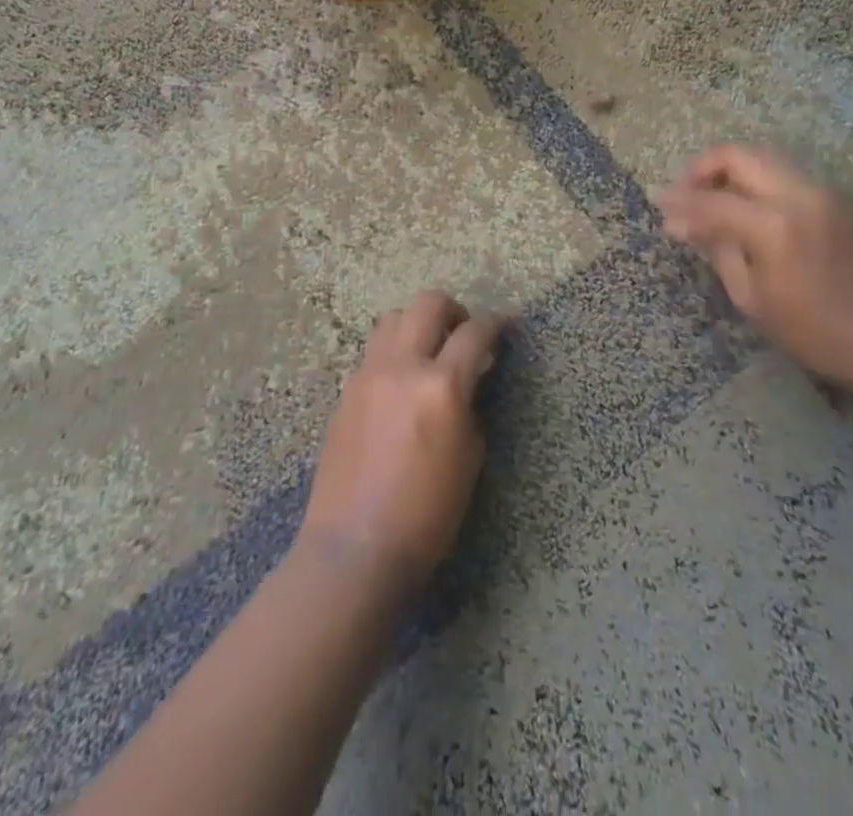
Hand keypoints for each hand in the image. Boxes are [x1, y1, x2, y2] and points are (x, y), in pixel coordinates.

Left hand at [298, 291, 501, 595]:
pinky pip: (375, 351)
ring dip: (418, 323)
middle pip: (428, 304)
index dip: (496, 324)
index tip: (505, 326)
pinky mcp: (347, 390)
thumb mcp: (469, 460)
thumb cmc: (426, 515)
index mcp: (441, 386)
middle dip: (454, 310)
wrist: (354, 548)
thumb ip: (471, 407)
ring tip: (430, 352)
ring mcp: (369, 374)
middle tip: (464, 334)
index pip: (475, 333)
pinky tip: (402, 382)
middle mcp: (403, 367)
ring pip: (394, 318)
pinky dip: (395, 351)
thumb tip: (469, 381)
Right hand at [657, 145, 852, 392]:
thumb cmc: (815, 331)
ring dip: (729, 170)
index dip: (679, 200)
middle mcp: (798, 193)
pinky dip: (753, 178)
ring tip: (709, 200)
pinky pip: (781, 171)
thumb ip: (718, 249)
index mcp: (774, 225)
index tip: (657, 203)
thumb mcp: (752, 298)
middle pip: (738, 154)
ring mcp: (819, 190)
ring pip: (761, 156)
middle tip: (684, 195)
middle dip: (703, 168)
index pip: (712, 199)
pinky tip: (741, 206)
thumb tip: (683, 223)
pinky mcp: (831, 196)